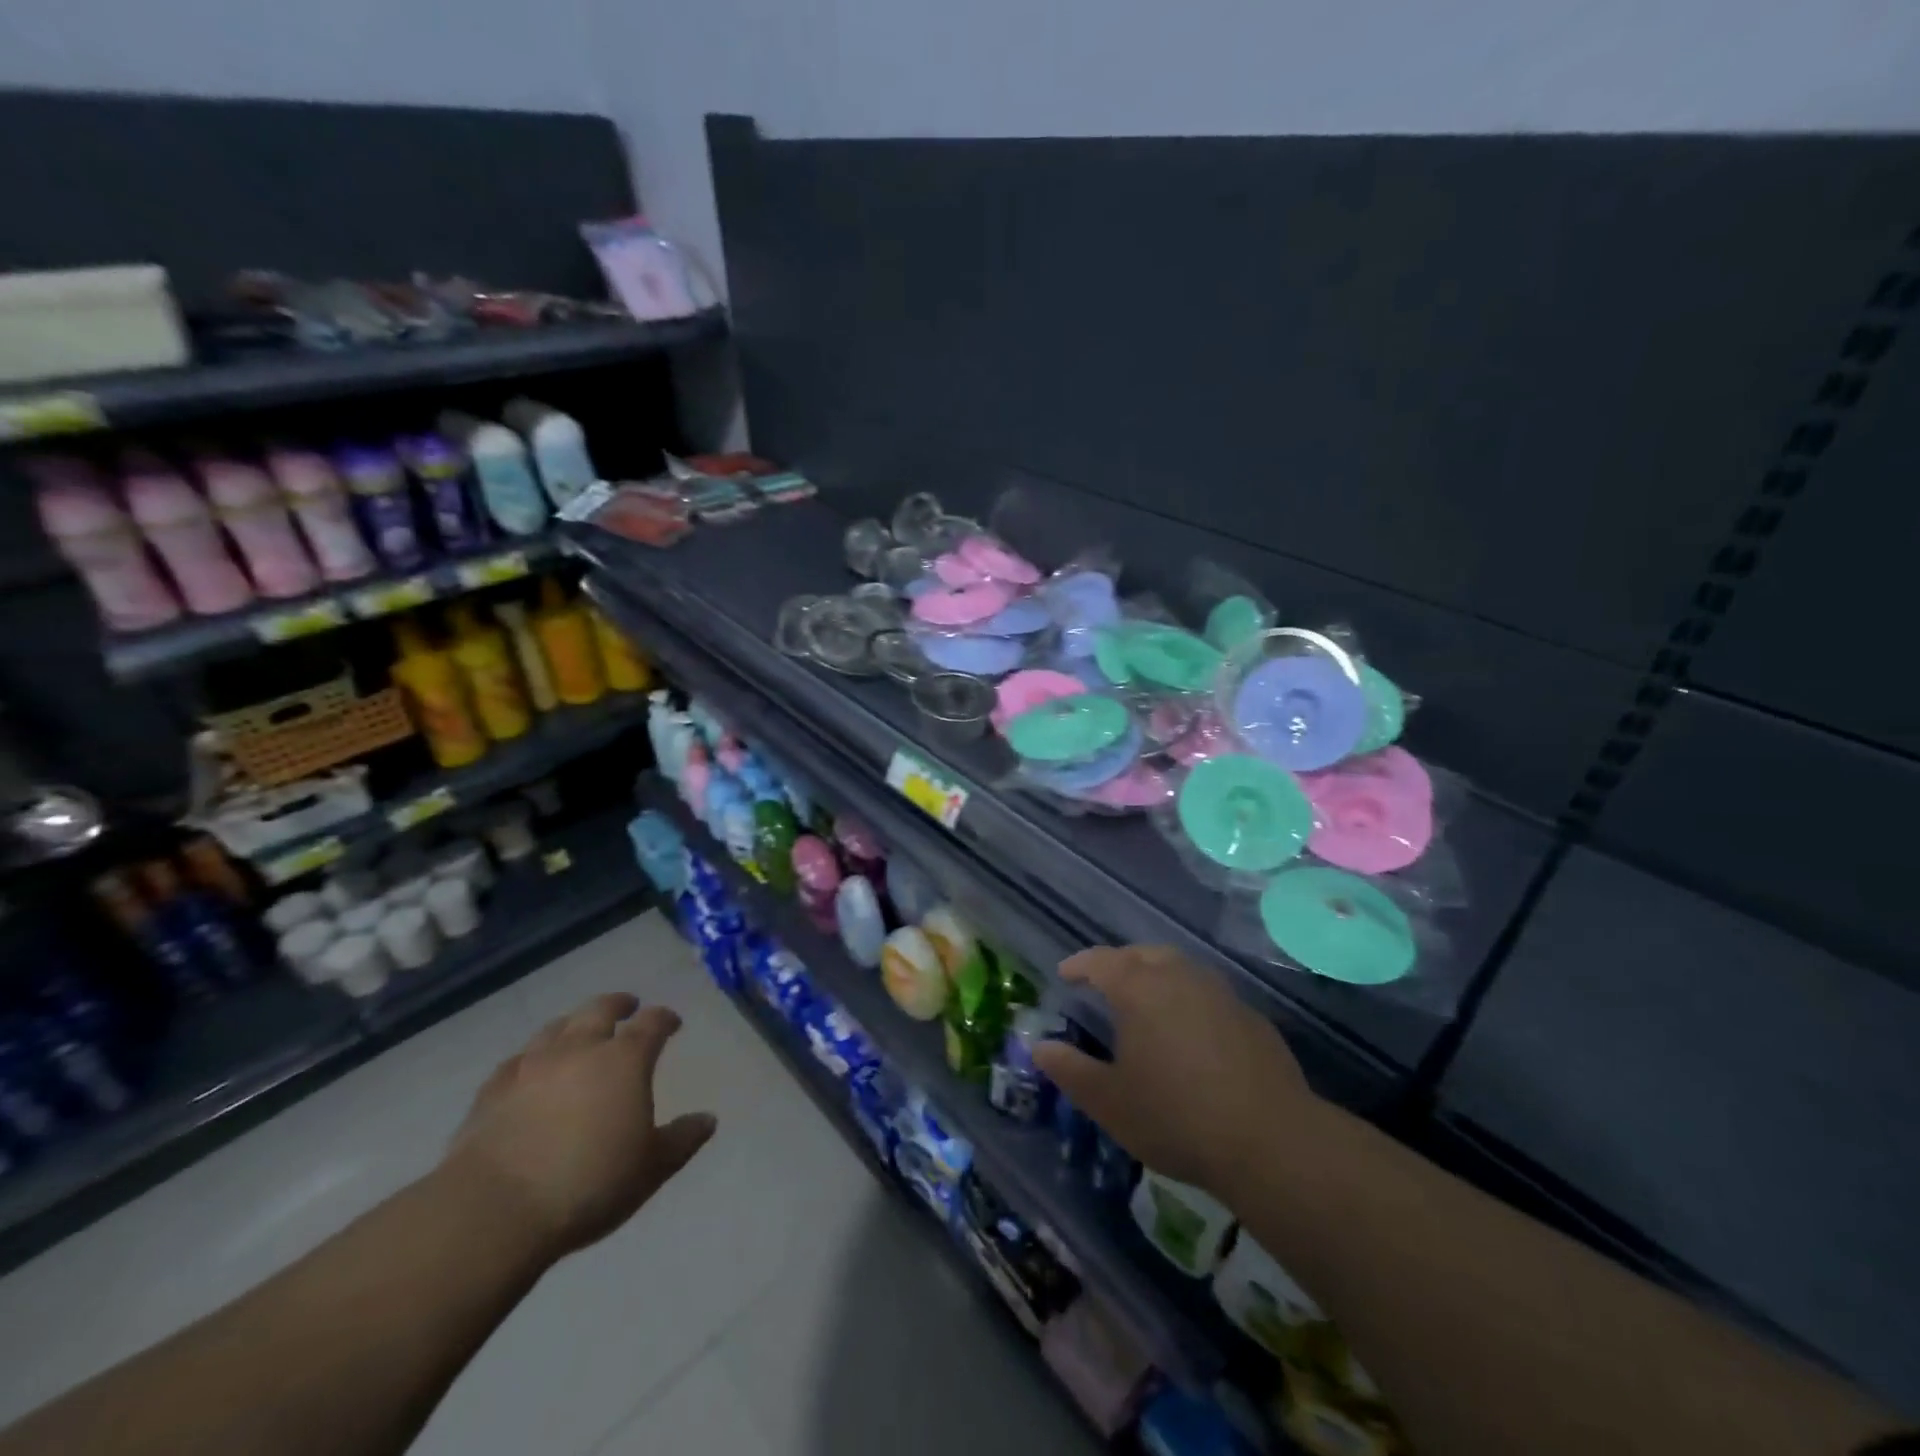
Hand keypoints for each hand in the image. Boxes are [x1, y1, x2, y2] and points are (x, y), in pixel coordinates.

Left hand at [442, 994, 715, 1258]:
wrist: (494, 1210)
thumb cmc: (589, 1183)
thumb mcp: (651, 1168)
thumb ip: (682, 1139)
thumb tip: (708, 1120)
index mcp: (625, 1059)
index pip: (652, 1023)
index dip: (665, 1019)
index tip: (673, 1023)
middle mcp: (580, 1049)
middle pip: (600, 1009)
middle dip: (619, 1004)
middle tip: (628, 1006)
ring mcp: (531, 1066)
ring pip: (556, 1028)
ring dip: (573, 1024)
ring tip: (579, 1030)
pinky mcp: (492, 1091)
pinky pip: (516, 1061)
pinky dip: (531, 1058)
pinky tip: (529, 1068)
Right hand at [1033, 946, 1316, 1194]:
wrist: (1270, 1141)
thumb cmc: (1176, 1117)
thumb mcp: (1110, 1102)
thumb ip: (1070, 1070)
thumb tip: (1040, 1046)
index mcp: (1139, 989)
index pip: (1101, 961)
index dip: (1080, 964)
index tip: (1065, 974)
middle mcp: (1180, 977)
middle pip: (1143, 955)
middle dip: (1120, 963)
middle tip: (1105, 983)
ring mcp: (1220, 994)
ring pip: (1181, 968)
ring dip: (1157, 975)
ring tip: (1147, 1001)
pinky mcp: (1251, 1017)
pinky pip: (1208, 994)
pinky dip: (1189, 999)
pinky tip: (1191, 1032)